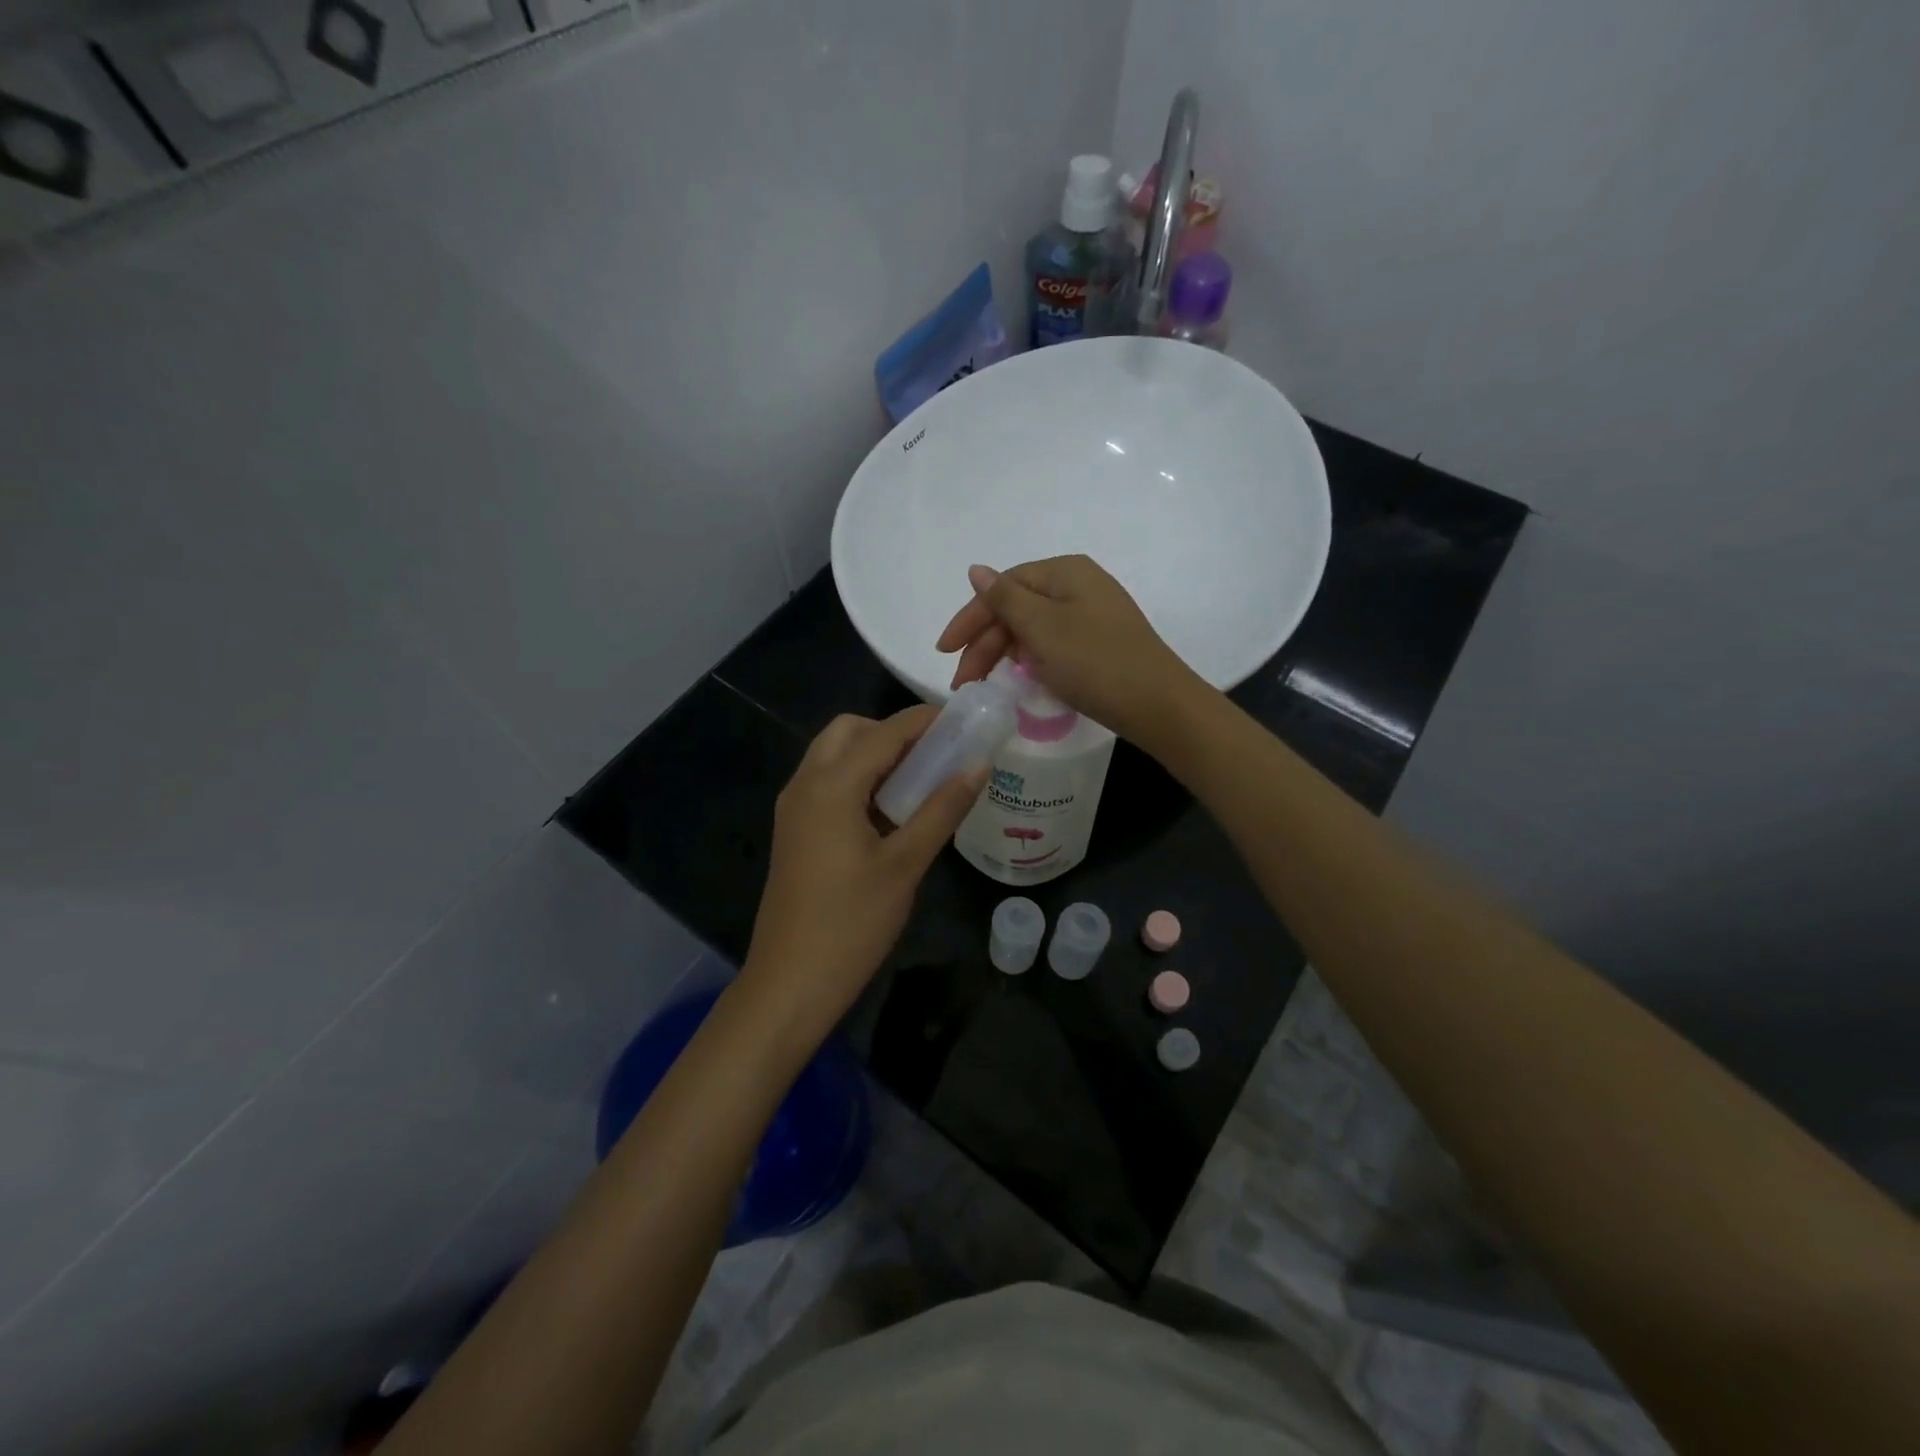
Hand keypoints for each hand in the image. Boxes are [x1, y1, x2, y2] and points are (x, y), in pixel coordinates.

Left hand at [741, 707, 986, 1034]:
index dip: (926, 720)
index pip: (884, 732)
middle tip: (936, 756)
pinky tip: (891, 811)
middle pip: (849, 732)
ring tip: (921, 782)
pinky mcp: (794, 831)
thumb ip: (942, 808)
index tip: (966, 720)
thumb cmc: (851, 923)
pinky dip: (859, 780)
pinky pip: (828, 784)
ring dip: (875, 756)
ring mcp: (794, 809)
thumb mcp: (905, 864)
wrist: (790, 983)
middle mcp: (804, 784)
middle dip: (893, 733)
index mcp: (830, 785)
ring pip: (835, 757)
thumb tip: (979, 764)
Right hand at [936, 555, 1205, 747]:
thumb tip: (976, 570)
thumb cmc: (1095, 662)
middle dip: (984, 643)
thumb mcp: (1042, 628)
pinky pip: (1051, 644)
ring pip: (1031, 629)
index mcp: (1064, 572)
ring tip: (982, 686)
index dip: (969, 618)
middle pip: (1016, 608)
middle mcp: (1078, 586)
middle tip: (963, 682)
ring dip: (1002, 654)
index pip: (1003, 587)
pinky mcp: (1097, 644)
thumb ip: (1005, 599)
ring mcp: (1090, 616)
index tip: (944, 652)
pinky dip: (1028, 661)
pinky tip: (1017, 680)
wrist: (1158, 705)